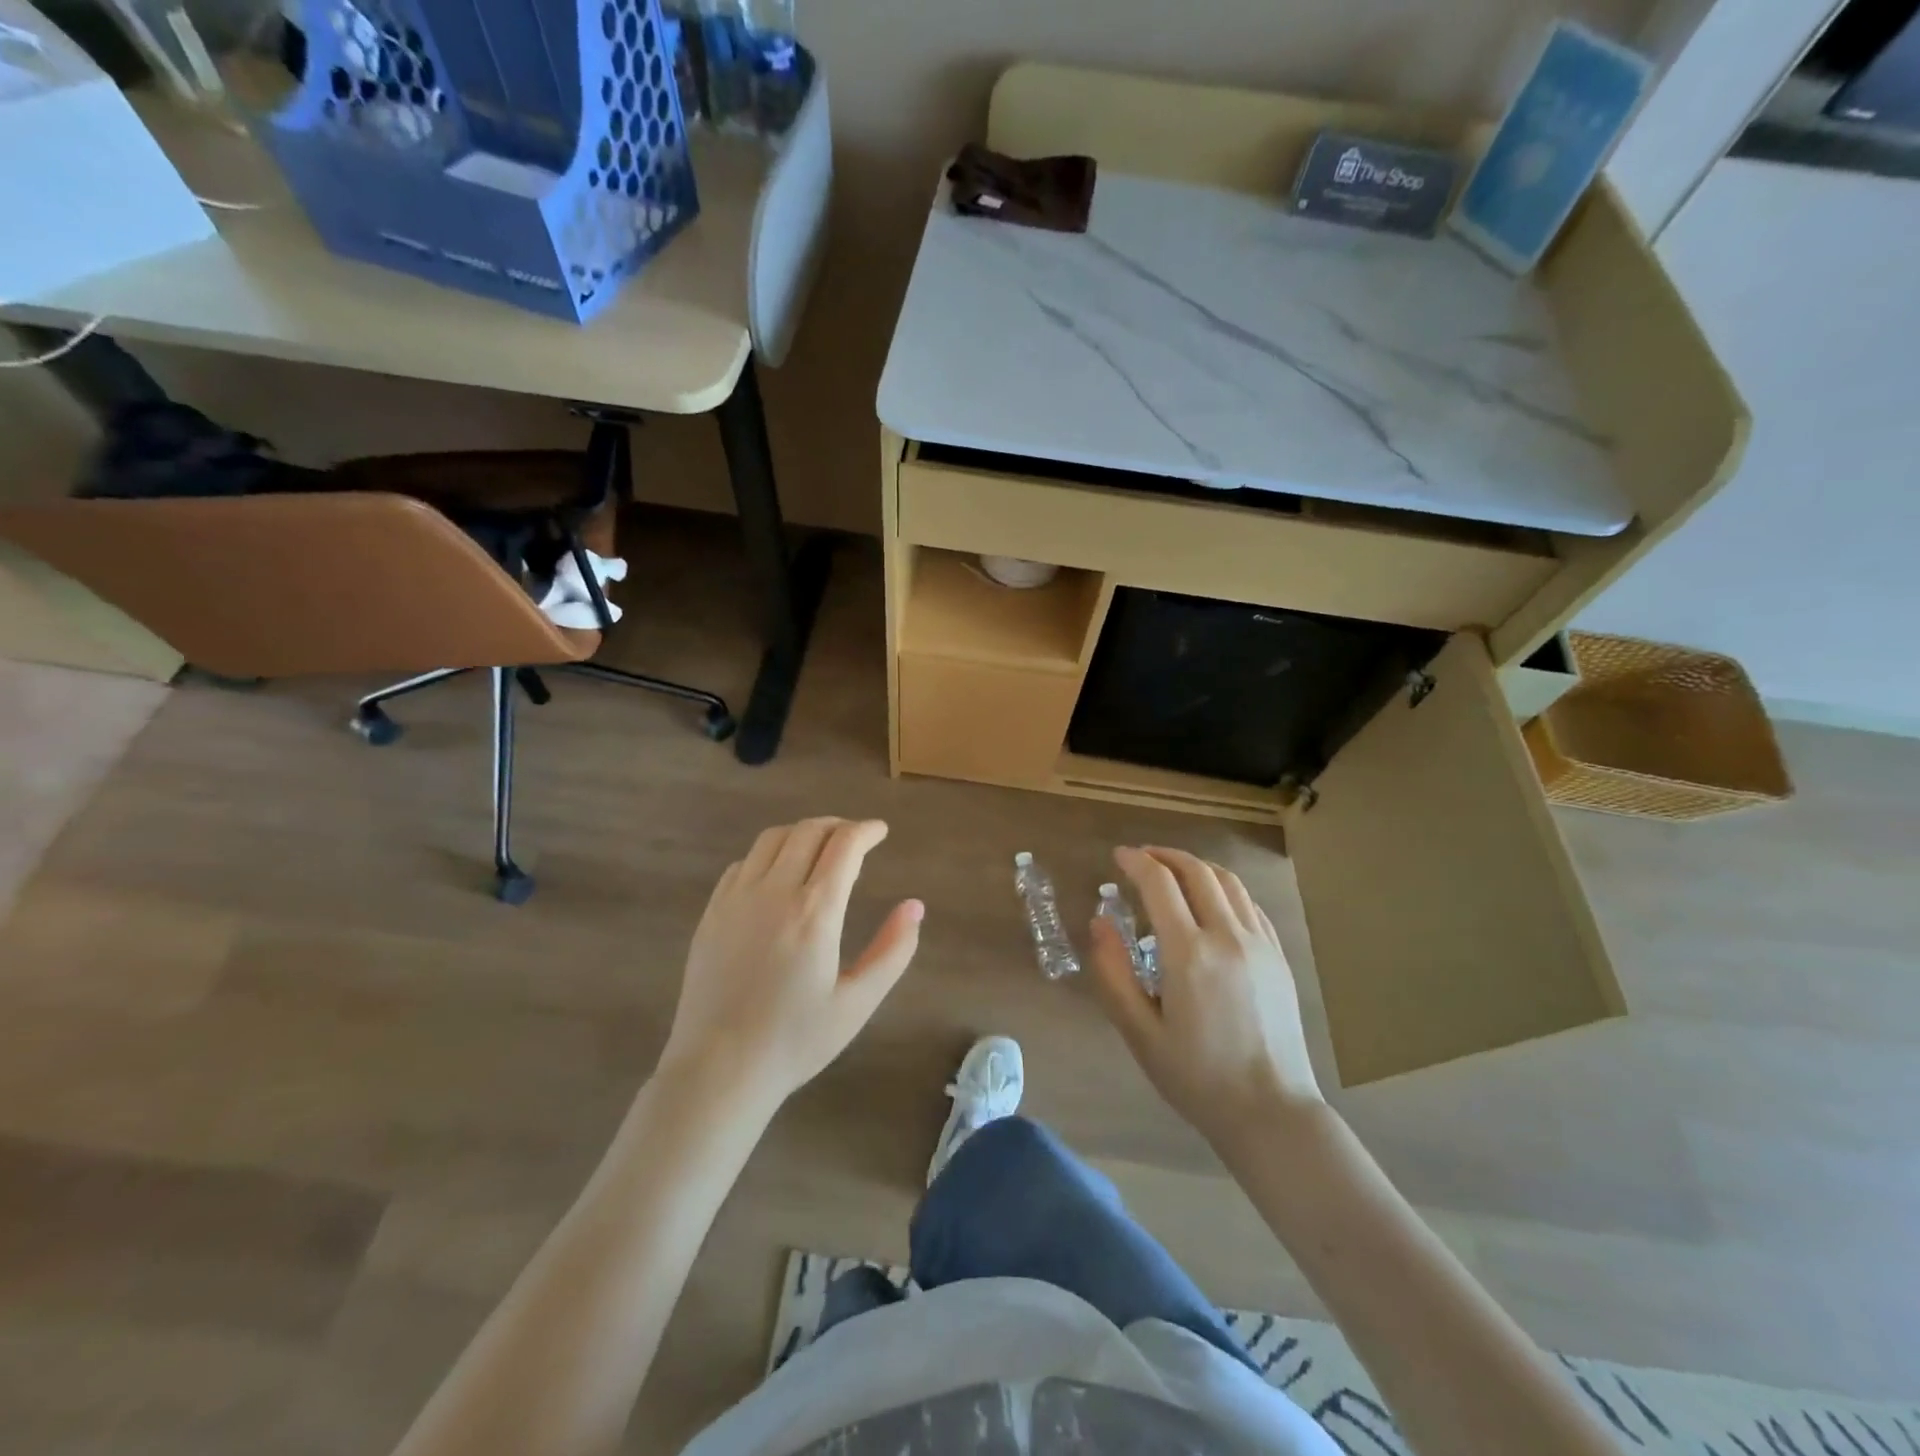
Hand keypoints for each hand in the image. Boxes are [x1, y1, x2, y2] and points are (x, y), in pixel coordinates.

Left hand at [659, 818, 922, 1112]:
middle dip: (838, 826)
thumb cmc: (795, 1041)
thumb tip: (915, 906)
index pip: (845, 846)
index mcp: (815, 912)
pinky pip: (743, 864)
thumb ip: (893, 951)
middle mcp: (774, 892)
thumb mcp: (857, 1003)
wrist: (719, 1070)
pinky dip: (768, 855)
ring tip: (819, 848)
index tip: (880, 831)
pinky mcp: (711, 913)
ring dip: (802, 833)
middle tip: (855, 838)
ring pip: (772, 839)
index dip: (867, 830)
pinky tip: (777, 875)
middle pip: (808, 832)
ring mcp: (737, 899)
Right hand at [1088, 846, 1321, 1147]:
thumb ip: (1113, 973)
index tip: (1118, 856)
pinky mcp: (1279, 957)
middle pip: (1197, 871)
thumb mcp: (1140, 1032)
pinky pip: (1250, 905)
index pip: (1159, 883)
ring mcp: (1260, 944)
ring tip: (1174, 871)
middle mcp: (1228, 936)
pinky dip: (1225, 889)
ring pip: (1228, 881)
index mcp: (1189, 953)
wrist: (1271, 1112)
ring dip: (1197, 866)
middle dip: (1165, 856)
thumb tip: (1099, 923)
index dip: (1136, 862)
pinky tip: (1212, 902)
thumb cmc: (1196, 1077)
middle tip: (1142, 858)